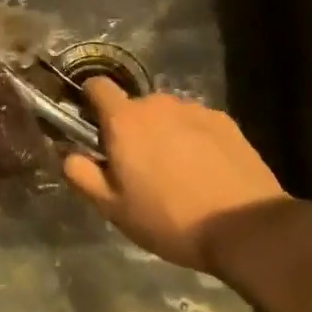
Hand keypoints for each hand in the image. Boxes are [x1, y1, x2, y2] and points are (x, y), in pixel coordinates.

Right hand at [62, 81, 288, 275]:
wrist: (244, 225)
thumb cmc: (169, 218)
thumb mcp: (114, 209)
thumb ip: (82, 175)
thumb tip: (67, 154)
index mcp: (125, 120)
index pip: (97, 86)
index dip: (90, 101)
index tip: (93, 126)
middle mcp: (158, 103)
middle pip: (135, 107)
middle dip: (132, 130)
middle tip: (139, 169)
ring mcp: (195, 109)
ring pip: (167, 115)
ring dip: (164, 134)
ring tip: (177, 174)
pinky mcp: (224, 120)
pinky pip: (197, 123)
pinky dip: (194, 139)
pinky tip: (205, 172)